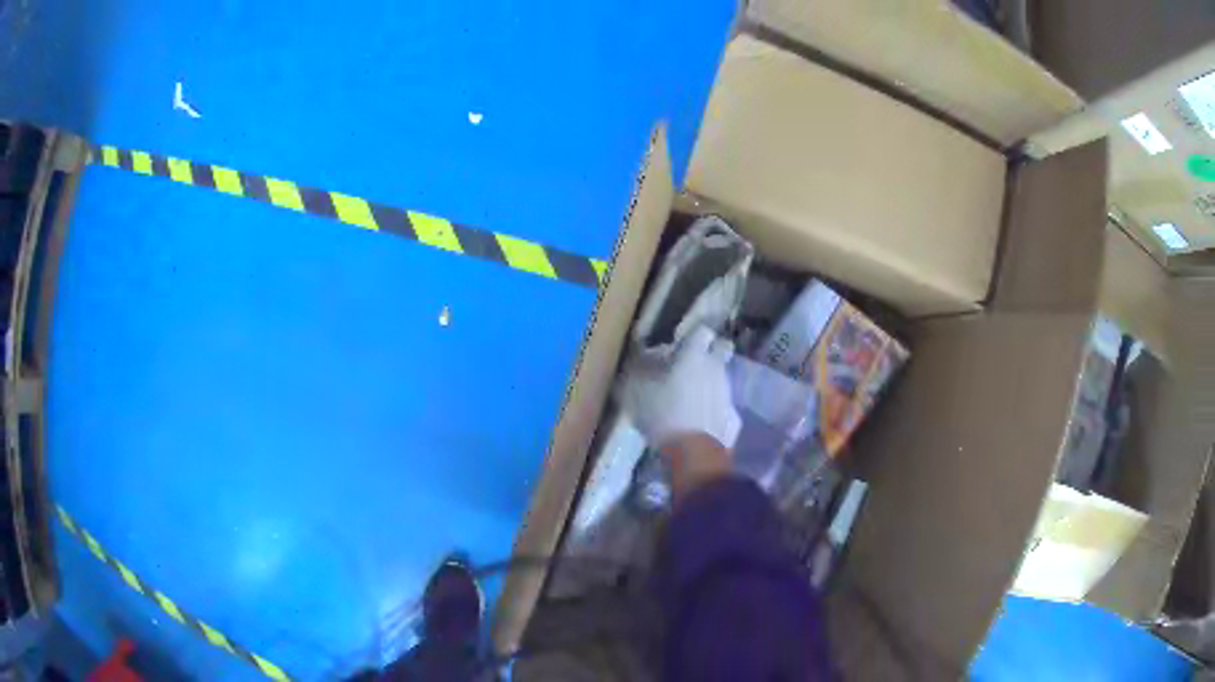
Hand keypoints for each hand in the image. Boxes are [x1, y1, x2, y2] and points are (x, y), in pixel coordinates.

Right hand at [617, 325, 740, 451]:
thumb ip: (638, 371)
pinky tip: (702, 422)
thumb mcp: (636, 392)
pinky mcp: (734, 418)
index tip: (682, 343)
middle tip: (694, 363)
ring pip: (723, 378)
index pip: (702, 331)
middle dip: (712, 352)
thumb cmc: (662, 415)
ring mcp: (729, 393)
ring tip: (692, 397)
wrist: (694, 454)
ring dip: (711, 383)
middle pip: (722, 350)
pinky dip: (715, 410)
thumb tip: (638, 359)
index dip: (693, 335)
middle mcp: (716, 369)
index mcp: (694, 356)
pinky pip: (725, 406)